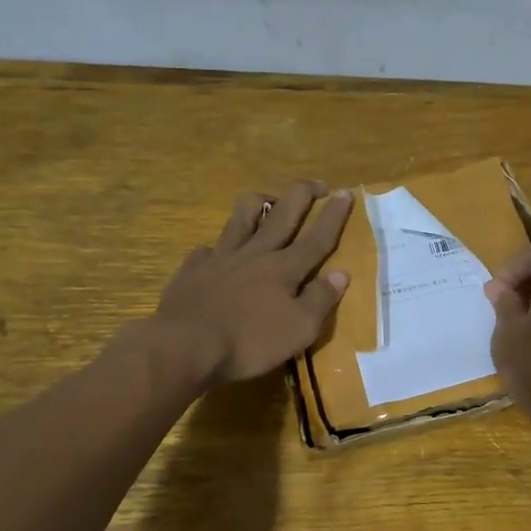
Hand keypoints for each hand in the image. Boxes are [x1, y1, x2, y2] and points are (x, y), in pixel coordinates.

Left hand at [153, 181, 352, 384]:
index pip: (317, 237)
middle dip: (303, 194)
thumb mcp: (299, 330)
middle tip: (317, 184)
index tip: (346, 192)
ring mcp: (221, 258)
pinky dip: (219, 246)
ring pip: (242, 217)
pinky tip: (218, 253)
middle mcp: (255, 254)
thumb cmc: (249, 343)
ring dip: (259, 203)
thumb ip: (320, 300)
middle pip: (282, 214)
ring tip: (269, 201)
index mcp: (284, 269)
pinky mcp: (194, 269)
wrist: (185, 346)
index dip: (333, 215)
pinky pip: (208, 248)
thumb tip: (341, 273)